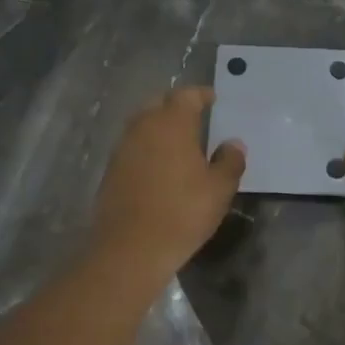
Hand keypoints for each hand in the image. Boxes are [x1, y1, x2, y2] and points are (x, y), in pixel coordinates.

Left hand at [94, 88, 245, 272]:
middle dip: (177, 106)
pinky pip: (133, 147)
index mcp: (172, 123)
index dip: (201, 95)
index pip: (186, 95)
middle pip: (160, 104)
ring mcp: (123, 148)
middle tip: (196, 118)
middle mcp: (143, 127)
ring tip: (180, 143)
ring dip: (160, 127)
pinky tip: (161, 167)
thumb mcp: (219, 189)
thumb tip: (233, 144)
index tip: (213, 100)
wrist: (130, 249)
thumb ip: (230, 161)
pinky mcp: (111, 170)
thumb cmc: (183, 212)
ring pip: (143, 125)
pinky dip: (148, 148)